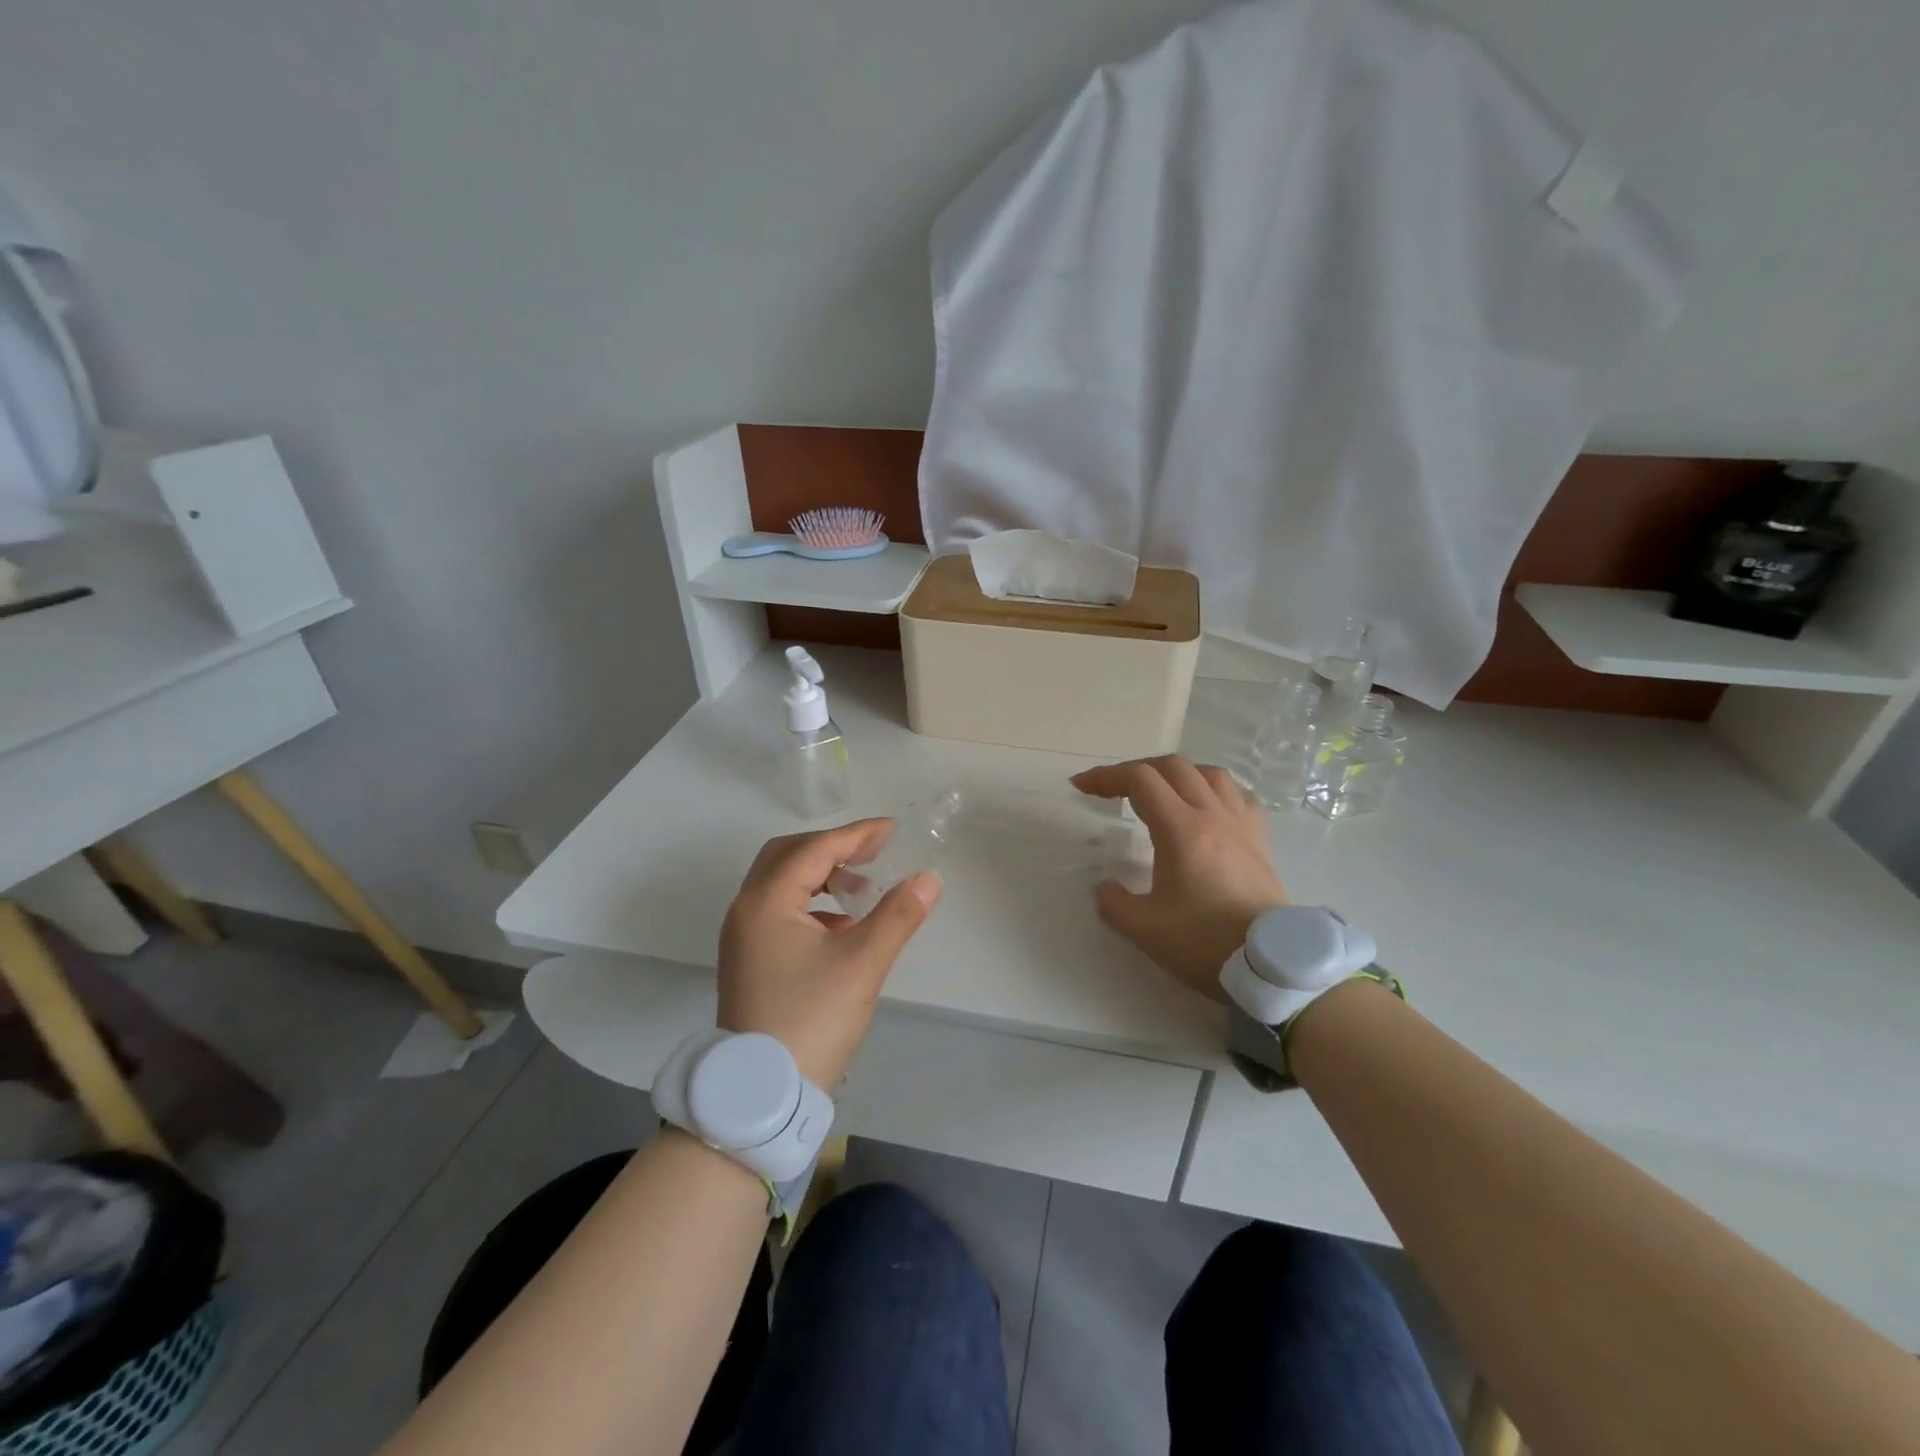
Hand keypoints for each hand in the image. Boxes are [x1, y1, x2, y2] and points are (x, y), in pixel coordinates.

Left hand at [718, 819, 941, 1087]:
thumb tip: (929, 878)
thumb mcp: (862, 963)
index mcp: (766, 902)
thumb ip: (898, 914)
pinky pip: (779, 911)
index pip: (815, 850)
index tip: (893, 830)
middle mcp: (746, 910)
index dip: (856, 835)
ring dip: (822, 876)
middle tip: (874, 852)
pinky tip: (843, 926)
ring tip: (862, 889)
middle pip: (789, 856)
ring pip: (782, 884)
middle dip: (833, 848)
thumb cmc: (812, 1019)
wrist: (762, 1093)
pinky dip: (812, 904)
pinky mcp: (749, 959)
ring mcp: (743, 937)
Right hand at [1071, 756, 1286, 1001]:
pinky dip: (1214, 790)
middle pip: (1172, 767)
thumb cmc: (1205, 943)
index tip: (1082, 787)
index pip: (1140, 780)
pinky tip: (1207, 807)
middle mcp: (1212, 815)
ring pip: (1209, 773)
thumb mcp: (1144, 929)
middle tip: (1114, 790)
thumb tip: (1105, 886)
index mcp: (1181, 829)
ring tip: (1161, 791)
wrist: (1272, 967)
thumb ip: (1113, 903)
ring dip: (1177, 773)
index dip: (1106, 776)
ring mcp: (1242, 825)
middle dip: (1136, 770)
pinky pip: (1237, 795)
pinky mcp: (1261, 840)